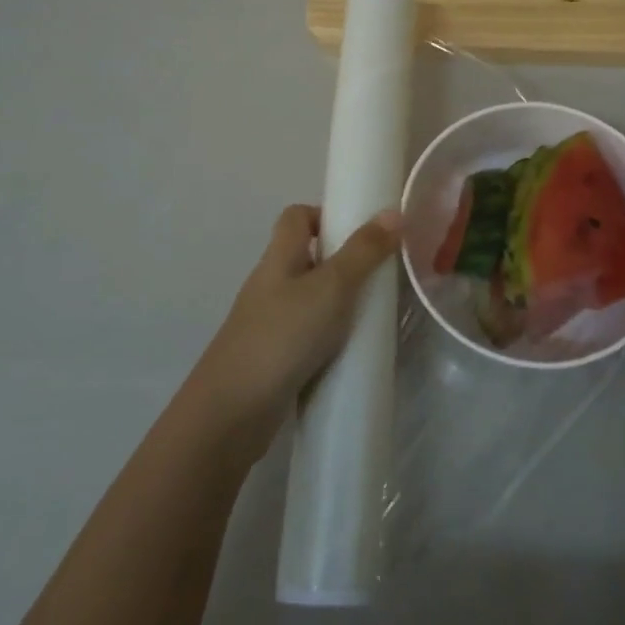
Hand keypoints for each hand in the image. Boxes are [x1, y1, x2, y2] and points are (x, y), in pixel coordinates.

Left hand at [191, 204, 402, 439]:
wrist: (231, 413)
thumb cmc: (283, 336)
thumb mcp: (331, 288)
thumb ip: (363, 252)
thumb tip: (393, 212)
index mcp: (279, 258)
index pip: (296, 217)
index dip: (326, 215)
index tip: (362, 231)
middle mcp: (271, 284)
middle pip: (306, 256)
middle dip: (344, 262)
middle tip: (380, 274)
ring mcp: (269, 323)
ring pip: (310, 298)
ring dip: (340, 302)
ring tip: (375, 313)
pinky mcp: (274, 357)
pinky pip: (308, 334)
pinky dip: (330, 337)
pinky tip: (352, 350)